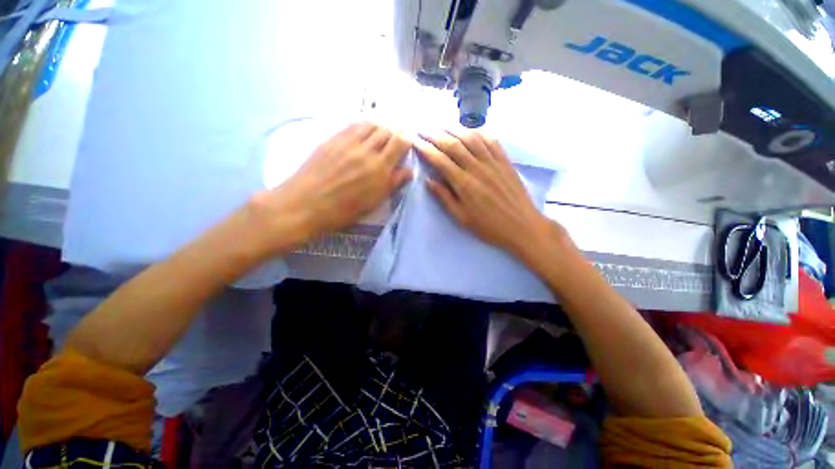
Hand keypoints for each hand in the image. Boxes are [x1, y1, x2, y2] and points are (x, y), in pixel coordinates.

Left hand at [250, 122, 411, 251]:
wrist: (305, 204)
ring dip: (380, 127)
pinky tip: (364, 132)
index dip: (406, 140)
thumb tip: (409, 171)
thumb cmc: (343, 210)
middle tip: (395, 140)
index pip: (400, 142)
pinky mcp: (333, 139)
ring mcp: (348, 142)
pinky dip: (364, 125)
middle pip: (387, 130)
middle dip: (395, 132)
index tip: (407, 145)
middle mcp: (366, 150)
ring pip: (371, 124)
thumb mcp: (373, 202)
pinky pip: (353, 125)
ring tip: (381, 135)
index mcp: (379, 168)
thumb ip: (392, 183)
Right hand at [415, 129, 558, 256]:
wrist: (522, 226)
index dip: (426, 149)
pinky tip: (470, 129)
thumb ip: (445, 198)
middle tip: (423, 129)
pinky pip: (491, 140)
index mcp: (464, 184)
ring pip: (471, 138)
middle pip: (453, 144)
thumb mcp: (462, 218)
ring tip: (441, 125)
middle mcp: (477, 168)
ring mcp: (493, 162)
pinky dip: (478, 132)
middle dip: (435, 135)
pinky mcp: (505, 161)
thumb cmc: (489, 227)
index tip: (415, 141)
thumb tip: (428, 180)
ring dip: (454, 129)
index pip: (440, 160)